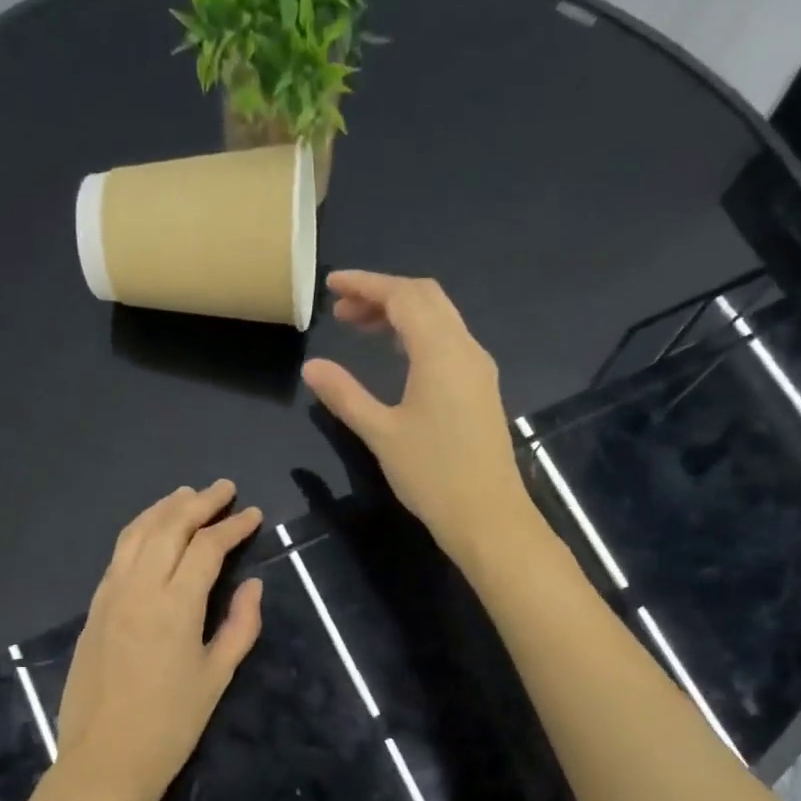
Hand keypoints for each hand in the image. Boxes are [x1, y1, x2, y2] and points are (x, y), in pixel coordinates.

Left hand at [54, 481, 263, 800]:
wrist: (105, 760)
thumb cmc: (171, 724)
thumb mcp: (217, 676)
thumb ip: (240, 625)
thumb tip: (252, 584)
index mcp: (175, 605)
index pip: (206, 548)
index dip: (233, 526)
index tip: (253, 514)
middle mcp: (139, 588)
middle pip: (169, 528)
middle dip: (199, 502)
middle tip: (224, 488)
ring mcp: (110, 595)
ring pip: (136, 534)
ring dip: (164, 508)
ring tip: (187, 494)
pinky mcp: (94, 608)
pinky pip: (118, 555)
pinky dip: (138, 532)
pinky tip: (151, 531)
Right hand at [302, 271, 533, 566]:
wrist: (488, 516)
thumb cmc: (432, 475)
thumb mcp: (381, 433)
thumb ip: (345, 395)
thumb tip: (312, 367)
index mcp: (441, 352)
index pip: (403, 296)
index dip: (366, 284)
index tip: (332, 285)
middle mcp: (466, 349)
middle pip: (426, 298)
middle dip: (382, 294)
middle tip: (342, 310)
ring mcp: (478, 369)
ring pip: (440, 319)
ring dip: (401, 314)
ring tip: (360, 327)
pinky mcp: (481, 389)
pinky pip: (449, 341)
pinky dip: (418, 334)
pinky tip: (397, 354)